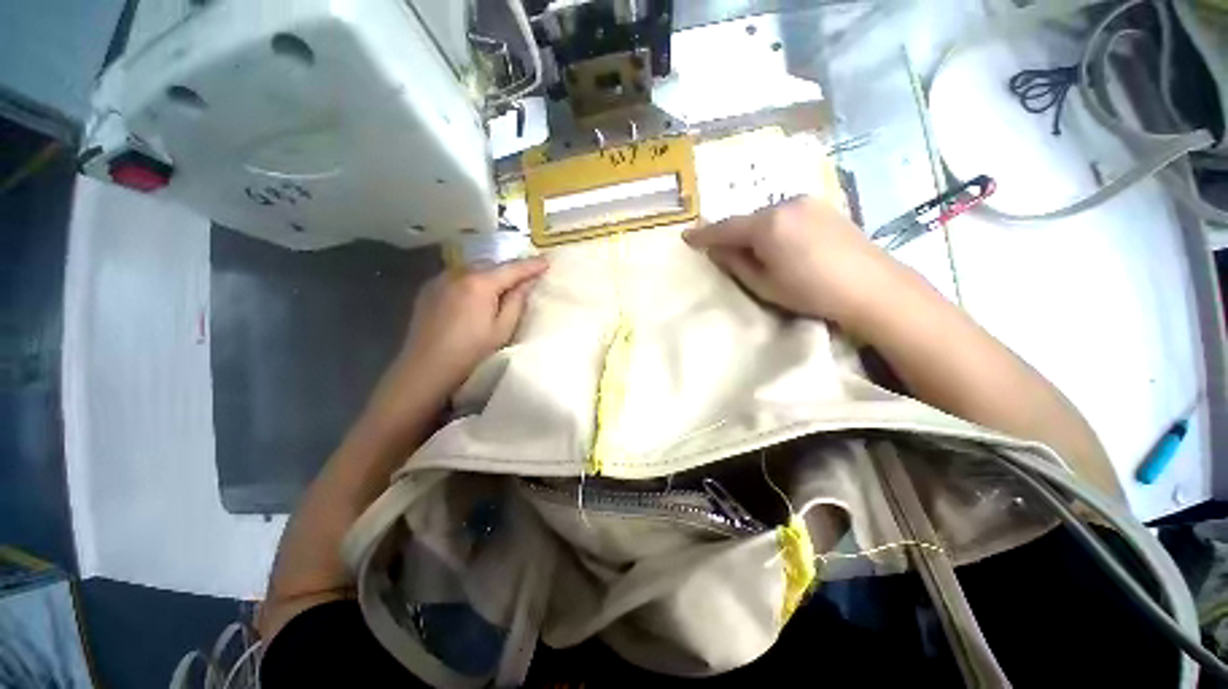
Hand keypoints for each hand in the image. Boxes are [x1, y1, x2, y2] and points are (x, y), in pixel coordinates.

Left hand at [398, 257, 548, 393]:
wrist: (425, 369)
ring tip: (501, 286)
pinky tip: (475, 294)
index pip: (512, 268)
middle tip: (526, 277)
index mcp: (480, 283)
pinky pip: (457, 277)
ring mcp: (440, 280)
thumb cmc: (471, 353)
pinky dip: (471, 280)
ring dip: (490, 274)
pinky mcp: (428, 290)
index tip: (547, 261)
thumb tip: (527, 282)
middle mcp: (458, 274)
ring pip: (473, 269)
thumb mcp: (502, 330)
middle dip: (510, 269)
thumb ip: (517, 302)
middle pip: (492, 264)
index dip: (532, 265)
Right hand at [683, 196, 907, 332]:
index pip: (725, 228)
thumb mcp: (763, 284)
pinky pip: (785, 215)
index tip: (686, 237)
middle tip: (718, 249)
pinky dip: (773, 228)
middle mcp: (785, 204)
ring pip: (766, 216)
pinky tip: (776, 243)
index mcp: (767, 224)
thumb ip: (735, 263)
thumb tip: (717, 249)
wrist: (872, 287)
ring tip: (748, 249)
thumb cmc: (810, 291)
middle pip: (747, 220)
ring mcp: (807, 202)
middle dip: (730, 234)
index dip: (703, 234)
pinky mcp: (823, 207)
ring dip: (753, 231)